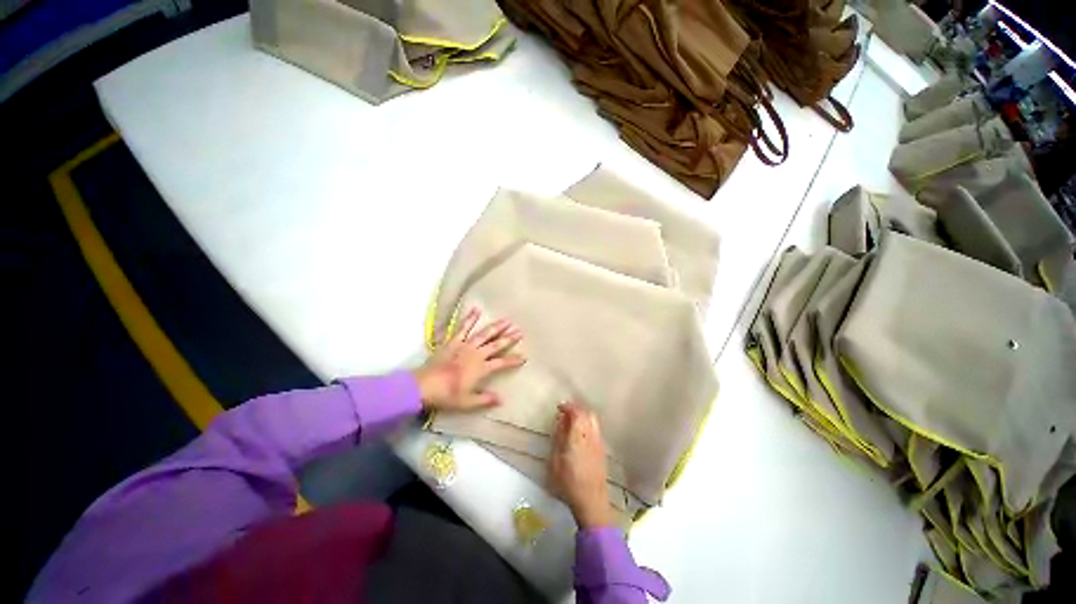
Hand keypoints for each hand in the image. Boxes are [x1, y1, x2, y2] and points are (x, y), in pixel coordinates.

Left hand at [414, 308, 524, 411]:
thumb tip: (501, 399)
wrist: (423, 386)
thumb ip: (485, 399)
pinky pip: (463, 327)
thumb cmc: (446, 395)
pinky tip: (476, 309)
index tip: (524, 357)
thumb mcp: (467, 402)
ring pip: (484, 334)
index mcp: (481, 368)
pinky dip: (470, 318)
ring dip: (496, 327)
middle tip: (520, 331)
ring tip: (506, 320)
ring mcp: (464, 345)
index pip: (502, 363)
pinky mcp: (453, 340)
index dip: (513, 360)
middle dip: (509, 338)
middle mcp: (476, 354)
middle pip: (496, 344)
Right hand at [548, 402, 614, 528]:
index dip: (568, 406)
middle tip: (565, 411)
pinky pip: (595, 428)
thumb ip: (559, 438)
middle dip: (577, 408)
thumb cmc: (569, 483)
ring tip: (572, 420)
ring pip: (593, 420)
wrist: (592, 502)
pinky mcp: (602, 449)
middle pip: (588, 413)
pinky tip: (580, 432)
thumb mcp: (556, 461)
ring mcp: (599, 442)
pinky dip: (587, 423)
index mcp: (579, 437)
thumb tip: (561, 421)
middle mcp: (591, 436)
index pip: (577, 413)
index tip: (559, 407)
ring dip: (583, 415)